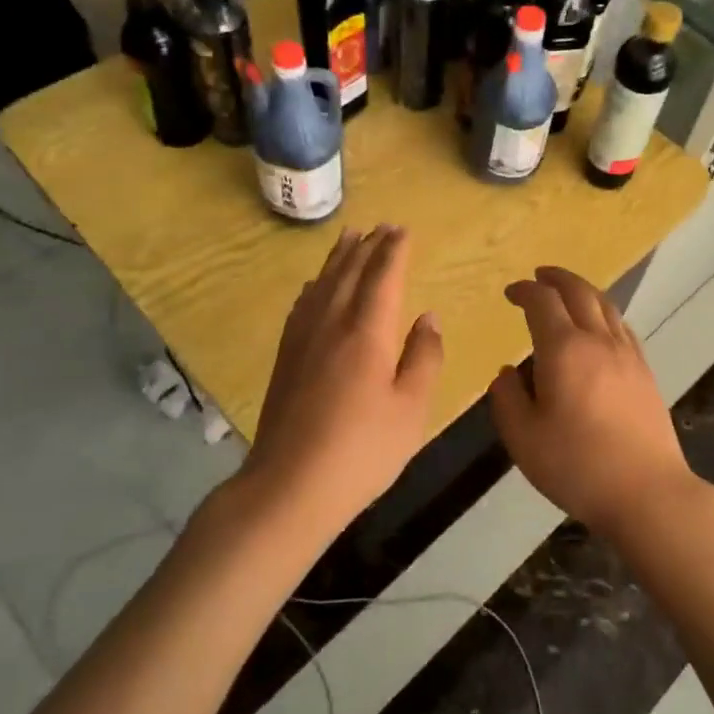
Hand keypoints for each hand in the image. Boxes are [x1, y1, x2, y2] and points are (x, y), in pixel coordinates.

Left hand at [243, 225, 443, 529]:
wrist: (289, 486)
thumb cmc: (362, 451)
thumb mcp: (410, 409)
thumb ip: (423, 357)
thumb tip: (428, 317)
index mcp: (366, 333)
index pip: (382, 278)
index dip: (394, 252)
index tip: (403, 230)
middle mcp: (331, 324)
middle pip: (349, 273)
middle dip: (368, 247)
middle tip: (382, 226)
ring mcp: (302, 340)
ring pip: (322, 284)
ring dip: (338, 259)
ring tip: (350, 238)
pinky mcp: (285, 358)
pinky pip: (301, 306)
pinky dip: (314, 286)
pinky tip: (314, 286)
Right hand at [490, 267, 698, 537]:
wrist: (648, 492)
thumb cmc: (577, 466)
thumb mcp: (523, 438)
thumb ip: (507, 398)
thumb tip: (507, 373)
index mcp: (564, 350)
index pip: (542, 302)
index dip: (524, 291)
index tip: (510, 293)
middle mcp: (598, 341)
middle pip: (579, 292)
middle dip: (556, 278)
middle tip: (539, 275)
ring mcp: (628, 355)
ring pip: (605, 306)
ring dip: (583, 290)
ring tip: (568, 292)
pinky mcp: (645, 372)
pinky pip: (622, 327)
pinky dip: (604, 313)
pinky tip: (600, 327)